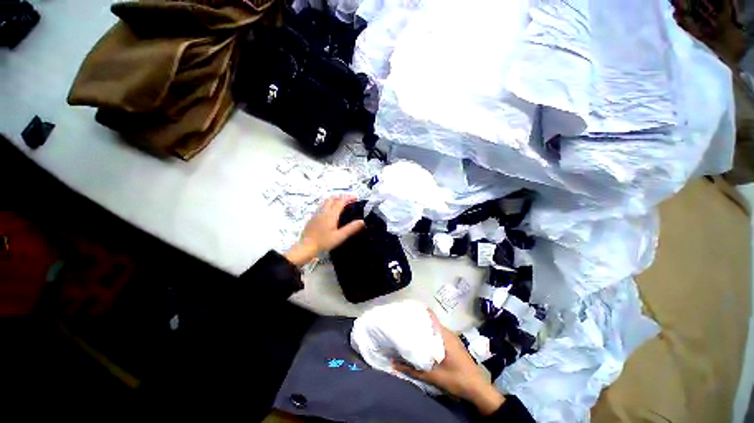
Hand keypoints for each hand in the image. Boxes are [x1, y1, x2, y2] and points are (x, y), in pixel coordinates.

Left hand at [284, 195, 365, 265]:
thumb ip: (351, 228)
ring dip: (334, 200)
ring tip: (341, 205)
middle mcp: (323, 211)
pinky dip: (328, 205)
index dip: (349, 197)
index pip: (340, 201)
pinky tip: (330, 214)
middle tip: (349, 201)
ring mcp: (316, 214)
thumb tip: (362, 221)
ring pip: (325, 202)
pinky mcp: (312, 218)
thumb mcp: (339, 237)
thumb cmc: (323, 242)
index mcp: (330, 214)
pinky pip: (321, 207)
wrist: (305, 247)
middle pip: (332, 198)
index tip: (356, 198)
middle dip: (341, 197)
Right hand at [394, 311, 504, 415]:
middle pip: (431, 322)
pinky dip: (431, 337)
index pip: (430, 315)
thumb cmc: (457, 379)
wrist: (479, 389)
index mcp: (444, 334)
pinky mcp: (454, 345)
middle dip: (418, 322)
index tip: (406, 311)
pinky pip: (439, 335)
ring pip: (435, 329)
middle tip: (404, 324)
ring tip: (410, 333)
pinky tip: (423, 344)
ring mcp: (452, 338)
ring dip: (425, 330)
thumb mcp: (433, 376)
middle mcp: (448, 333)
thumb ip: (413, 370)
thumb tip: (393, 364)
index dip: (418, 311)